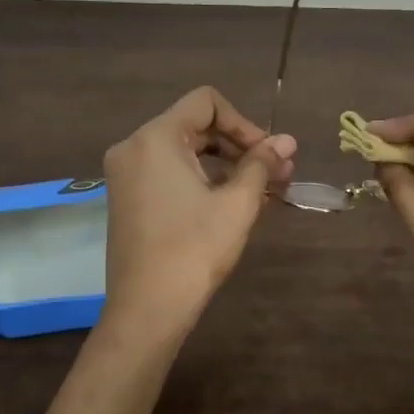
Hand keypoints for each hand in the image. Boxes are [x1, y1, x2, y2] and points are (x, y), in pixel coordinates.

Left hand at [101, 87, 296, 341]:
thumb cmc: (194, 250)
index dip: (245, 123)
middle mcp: (133, 147)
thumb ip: (262, 164)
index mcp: (155, 138)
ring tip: (261, 191)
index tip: (269, 155)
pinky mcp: (127, 198)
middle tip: (276, 174)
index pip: (206, 103)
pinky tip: (231, 202)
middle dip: (239, 145)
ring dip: (224, 164)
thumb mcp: (237, 203)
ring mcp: (125, 174)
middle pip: (195, 125)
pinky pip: (168, 172)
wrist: (147, 310)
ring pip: (183, 151)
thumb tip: (288, 141)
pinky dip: (201, 179)